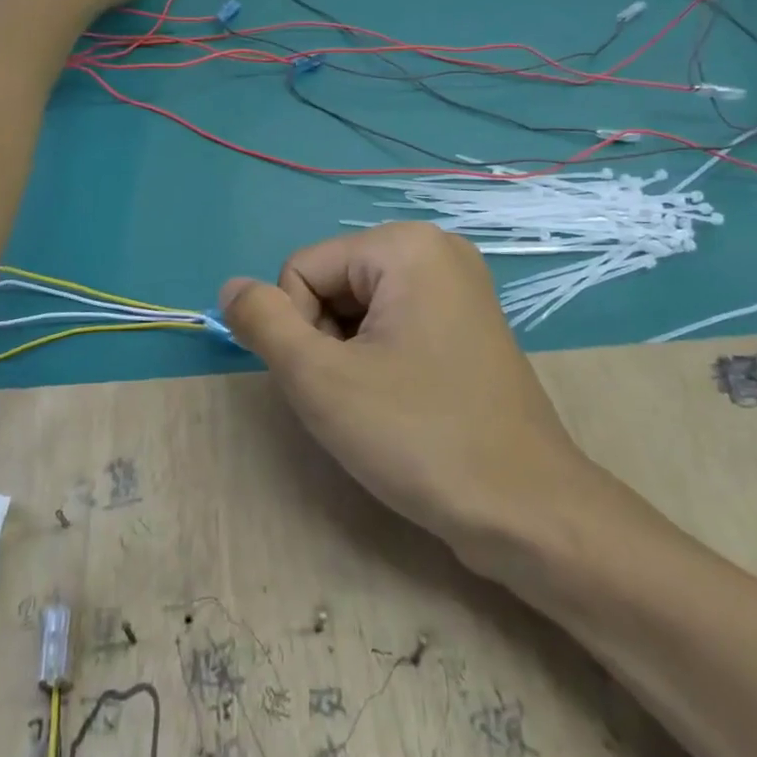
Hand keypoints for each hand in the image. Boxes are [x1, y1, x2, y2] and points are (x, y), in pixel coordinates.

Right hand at [220, 223, 606, 567]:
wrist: (526, 511)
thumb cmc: (419, 437)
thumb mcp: (320, 379)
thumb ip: (263, 322)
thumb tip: (230, 286)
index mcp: (406, 245)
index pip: (301, 270)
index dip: (299, 330)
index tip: (333, 381)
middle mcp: (436, 250)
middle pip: (332, 284)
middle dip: (325, 341)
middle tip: (357, 397)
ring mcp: (458, 287)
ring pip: (358, 309)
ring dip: (348, 357)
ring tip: (380, 405)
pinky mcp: (466, 324)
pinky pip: (393, 325)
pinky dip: (378, 362)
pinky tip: (402, 404)